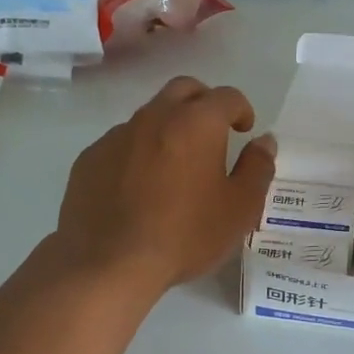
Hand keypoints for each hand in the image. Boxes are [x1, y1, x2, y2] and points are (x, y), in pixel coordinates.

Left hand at [52, 75, 275, 293]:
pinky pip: (121, 144)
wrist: (109, 263)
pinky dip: (137, 154)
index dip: (241, 109)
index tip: (244, 130)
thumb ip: (258, 168)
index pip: (226, 96)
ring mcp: (117, 136)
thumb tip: (264, 141)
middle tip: (212, 133)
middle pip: (183, 90)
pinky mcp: (90, 158)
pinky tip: (139, 188)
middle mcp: (154, 117)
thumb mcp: (239, 209)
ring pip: (149, 116)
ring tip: (174, 167)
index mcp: (196, 123)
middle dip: (203, 103)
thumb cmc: (185, 235)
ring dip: (168, 128)